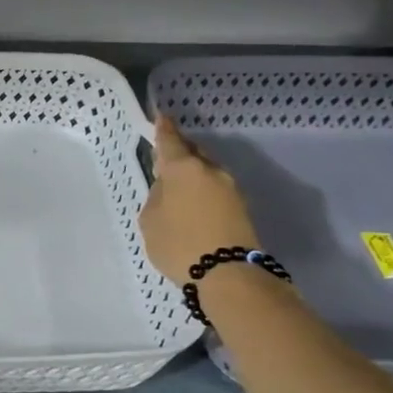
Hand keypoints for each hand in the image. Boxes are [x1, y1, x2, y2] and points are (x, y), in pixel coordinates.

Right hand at [138, 113, 259, 284]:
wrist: (229, 275)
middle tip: (165, 159)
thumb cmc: (179, 244)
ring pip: (206, 171)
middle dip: (180, 152)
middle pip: (193, 153)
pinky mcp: (242, 207)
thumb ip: (157, 198)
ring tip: (177, 188)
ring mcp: (230, 188)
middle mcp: (210, 171)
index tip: (160, 117)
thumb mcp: (151, 221)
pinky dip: (202, 191)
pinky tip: (193, 205)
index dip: (163, 129)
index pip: (170, 141)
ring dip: (192, 174)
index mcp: (184, 169)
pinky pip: (215, 189)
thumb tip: (168, 190)